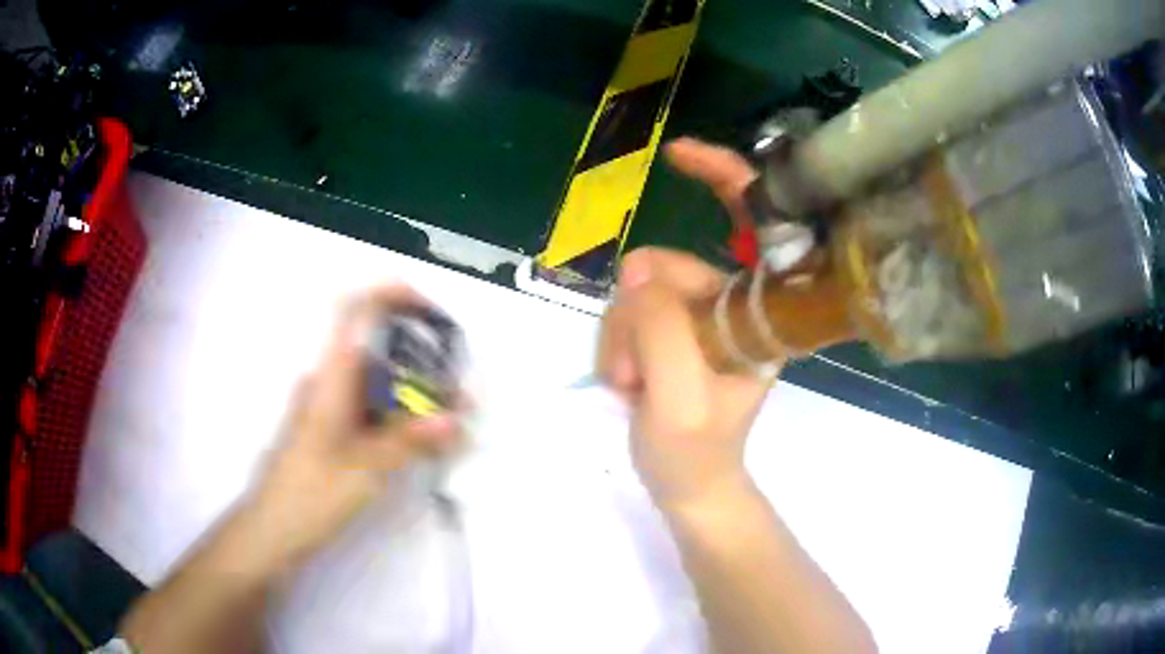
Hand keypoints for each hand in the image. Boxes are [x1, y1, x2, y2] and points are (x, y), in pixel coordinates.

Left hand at [246, 285, 460, 568]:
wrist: (272, 529)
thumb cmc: (311, 494)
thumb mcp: (365, 470)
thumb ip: (409, 441)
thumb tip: (453, 419)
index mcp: (331, 377)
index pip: (355, 312)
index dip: (390, 297)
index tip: (429, 310)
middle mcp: (330, 383)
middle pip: (378, 353)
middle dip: (422, 365)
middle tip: (459, 394)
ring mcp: (330, 408)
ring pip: (377, 386)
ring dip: (414, 397)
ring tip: (452, 424)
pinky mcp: (333, 432)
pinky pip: (371, 413)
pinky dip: (400, 420)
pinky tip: (425, 444)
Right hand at [597, 138, 779, 509]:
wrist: (687, 486)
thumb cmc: (695, 453)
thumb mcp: (678, 399)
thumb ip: (659, 328)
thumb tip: (636, 269)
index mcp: (762, 315)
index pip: (755, 225)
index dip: (725, 178)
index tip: (677, 155)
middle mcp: (734, 304)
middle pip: (668, 265)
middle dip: (637, 316)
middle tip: (632, 372)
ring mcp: (700, 316)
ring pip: (639, 290)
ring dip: (622, 337)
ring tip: (630, 385)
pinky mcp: (673, 328)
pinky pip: (627, 309)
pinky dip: (616, 343)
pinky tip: (626, 380)